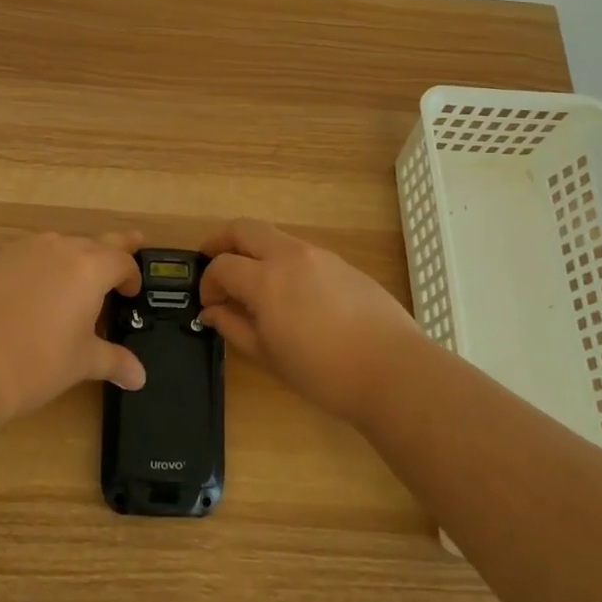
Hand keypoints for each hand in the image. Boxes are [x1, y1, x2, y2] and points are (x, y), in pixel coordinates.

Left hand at [0, 229, 146, 425]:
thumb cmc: (36, 362)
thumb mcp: (81, 362)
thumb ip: (114, 361)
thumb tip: (138, 376)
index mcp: (89, 268)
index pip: (122, 261)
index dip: (132, 276)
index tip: (131, 293)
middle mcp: (59, 248)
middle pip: (95, 243)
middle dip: (112, 251)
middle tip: (130, 245)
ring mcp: (24, 251)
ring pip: (60, 245)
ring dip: (74, 258)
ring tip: (75, 284)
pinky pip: (30, 255)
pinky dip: (41, 267)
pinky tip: (34, 294)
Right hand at [199, 218, 425, 425]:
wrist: (393, 371)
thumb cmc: (323, 373)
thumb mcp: (268, 356)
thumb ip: (234, 327)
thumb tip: (212, 312)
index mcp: (266, 280)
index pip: (222, 265)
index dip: (208, 283)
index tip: (210, 304)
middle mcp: (290, 256)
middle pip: (245, 229)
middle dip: (222, 241)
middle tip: (213, 264)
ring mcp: (320, 255)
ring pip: (275, 237)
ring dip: (255, 251)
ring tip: (253, 284)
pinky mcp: (343, 264)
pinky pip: (302, 252)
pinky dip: (283, 262)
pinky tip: (291, 295)